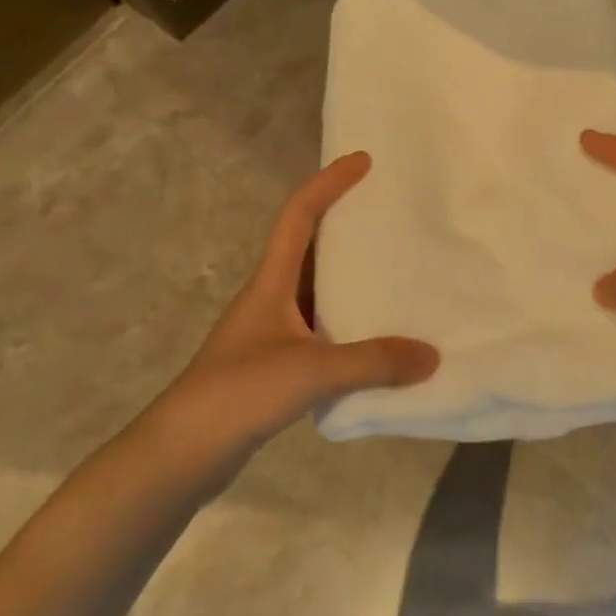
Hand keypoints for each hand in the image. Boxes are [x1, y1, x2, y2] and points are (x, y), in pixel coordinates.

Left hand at [153, 152, 438, 456]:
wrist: (183, 453)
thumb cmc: (240, 392)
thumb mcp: (311, 370)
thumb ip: (373, 361)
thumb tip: (432, 355)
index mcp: (271, 281)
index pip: (299, 214)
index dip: (329, 182)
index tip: (363, 162)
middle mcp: (271, 297)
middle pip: (310, 246)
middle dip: (346, 225)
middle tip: (391, 216)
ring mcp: (272, 333)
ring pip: (318, 290)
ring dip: (351, 279)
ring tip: (397, 273)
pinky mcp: (276, 365)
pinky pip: (321, 330)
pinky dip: (349, 325)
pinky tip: (377, 340)